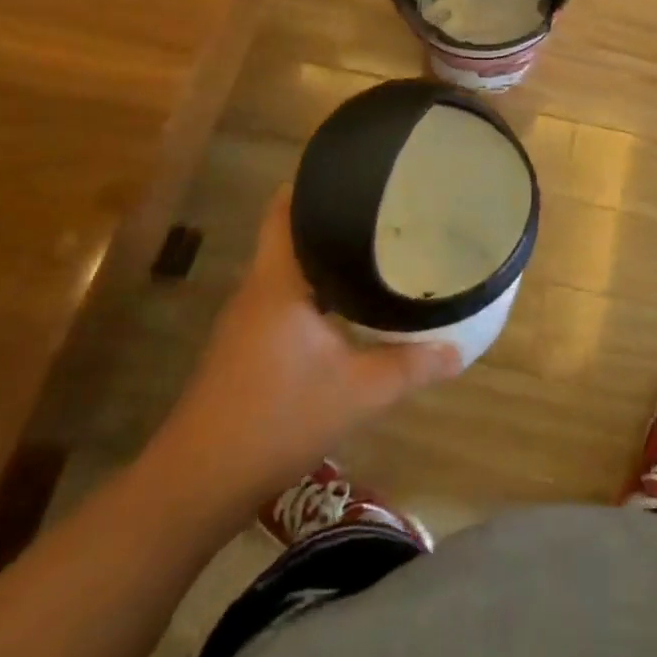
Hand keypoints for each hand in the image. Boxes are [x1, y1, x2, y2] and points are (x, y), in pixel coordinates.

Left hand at [150, 188, 462, 506]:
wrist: (197, 484)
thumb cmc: (276, 419)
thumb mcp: (356, 393)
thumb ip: (410, 367)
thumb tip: (458, 351)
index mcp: (278, 280)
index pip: (287, 208)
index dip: (316, 182)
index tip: (358, 172)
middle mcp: (259, 288)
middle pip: (292, 233)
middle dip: (333, 218)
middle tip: (385, 210)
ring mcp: (247, 319)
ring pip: (290, 267)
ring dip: (324, 256)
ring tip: (375, 249)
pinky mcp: (246, 346)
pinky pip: (285, 296)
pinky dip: (315, 289)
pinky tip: (346, 305)